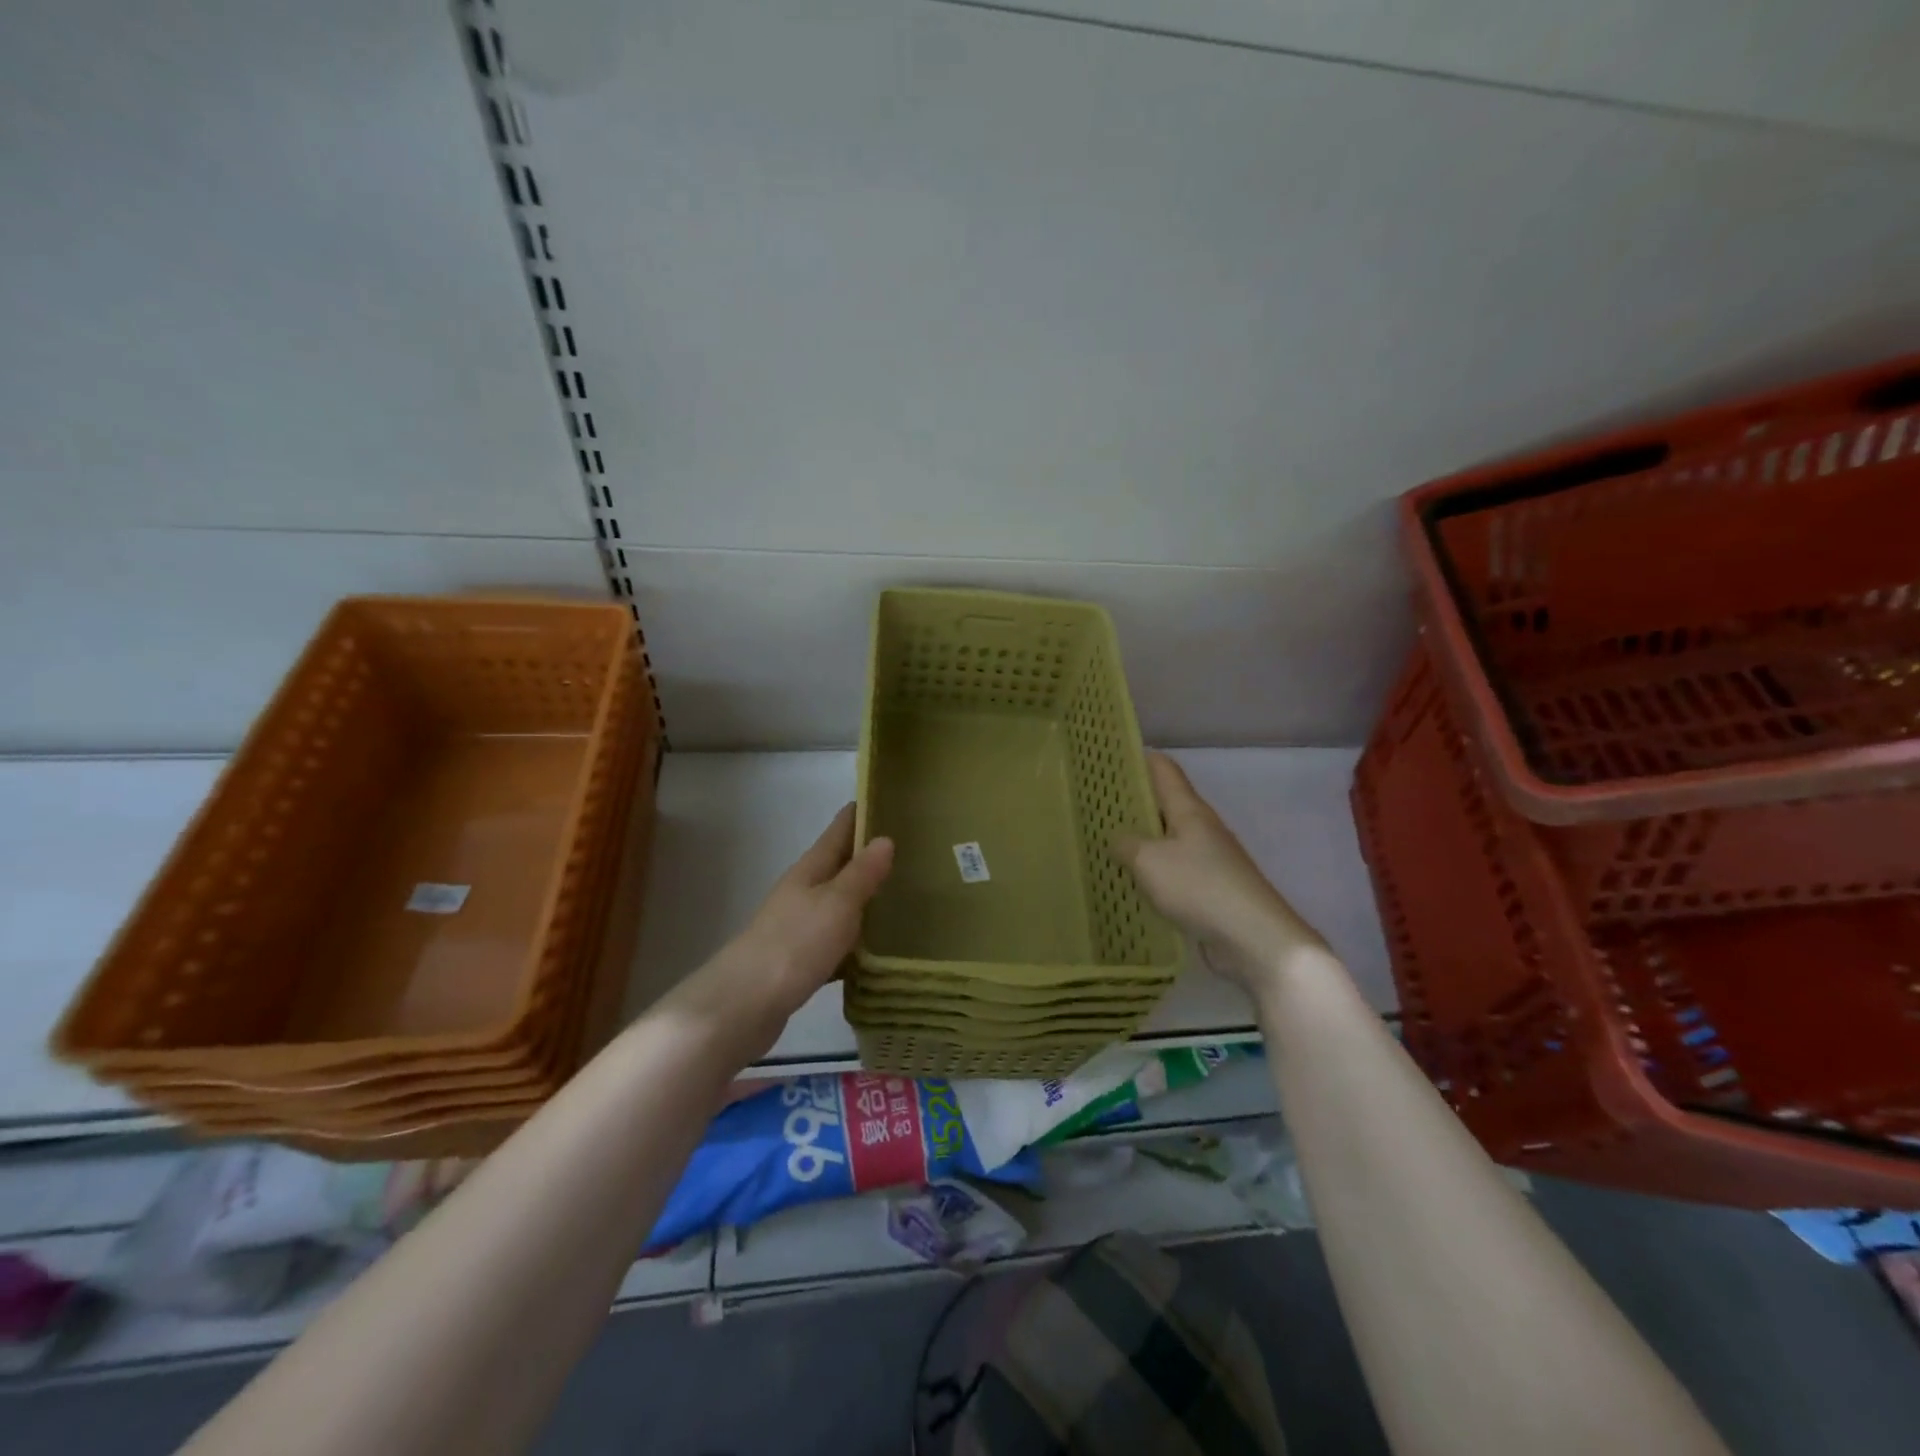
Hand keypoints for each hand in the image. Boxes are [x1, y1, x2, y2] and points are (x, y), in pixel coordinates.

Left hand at [666, 804, 893, 1063]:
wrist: (744, 1005)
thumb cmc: (794, 944)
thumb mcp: (837, 904)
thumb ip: (861, 874)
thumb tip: (885, 838)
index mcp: (810, 871)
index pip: (838, 831)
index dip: (860, 814)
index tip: (888, 799)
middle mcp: (802, 892)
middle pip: (838, 865)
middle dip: (868, 856)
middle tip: (910, 849)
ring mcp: (798, 927)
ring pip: (838, 903)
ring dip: (863, 898)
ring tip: (903, 894)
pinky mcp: (800, 961)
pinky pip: (835, 941)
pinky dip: (855, 939)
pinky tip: (877, 950)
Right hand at [1113, 753, 1326, 986]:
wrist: (1253, 938)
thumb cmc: (1199, 886)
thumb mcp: (1149, 861)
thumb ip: (1126, 844)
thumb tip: (1118, 838)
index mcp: (1190, 810)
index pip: (1164, 770)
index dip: (1140, 758)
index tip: (1111, 755)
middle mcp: (1201, 828)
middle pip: (1165, 804)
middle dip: (1134, 801)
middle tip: (1096, 802)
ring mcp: (1209, 860)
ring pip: (1168, 840)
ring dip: (1142, 839)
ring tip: (1106, 841)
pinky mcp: (1210, 890)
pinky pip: (1174, 871)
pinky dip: (1153, 871)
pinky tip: (1132, 881)